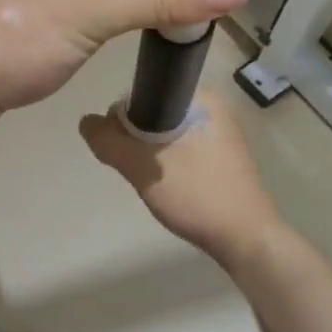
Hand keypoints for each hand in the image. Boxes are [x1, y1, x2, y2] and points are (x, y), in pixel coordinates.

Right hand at [80, 91, 281, 263]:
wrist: (246, 239)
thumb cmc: (196, 195)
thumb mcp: (142, 167)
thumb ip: (108, 141)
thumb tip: (85, 121)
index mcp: (201, 97)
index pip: (144, 92)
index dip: (123, 119)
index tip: (122, 148)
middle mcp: (214, 107)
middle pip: (154, 113)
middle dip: (137, 139)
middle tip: (138, 168)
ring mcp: (222, 133)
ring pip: (166, 133)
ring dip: (151, 154)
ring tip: (153, 179)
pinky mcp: (224, 157)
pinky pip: (183, 149)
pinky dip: (168, 163)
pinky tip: (170, 186)